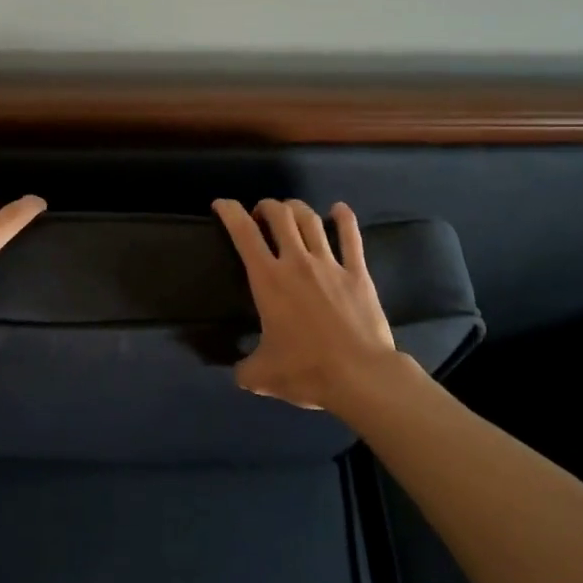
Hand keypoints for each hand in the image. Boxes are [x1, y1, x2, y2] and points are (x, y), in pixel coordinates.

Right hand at [213, 197, 399, 412]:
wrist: (361, 377)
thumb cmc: (307, 371)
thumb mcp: (263, 377)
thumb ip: (245, 370)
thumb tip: (240, 373)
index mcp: (268, 279)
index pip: (243, 233)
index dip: (229, 211)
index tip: (221, 204)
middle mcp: (296, 261)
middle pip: (279, 215)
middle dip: (266, 207)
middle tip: (260, 216)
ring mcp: (329, 264)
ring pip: (310, 219)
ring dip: (296, 208)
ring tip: (290, 211)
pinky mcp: (358, 273)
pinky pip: (351, 236)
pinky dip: (343, 218)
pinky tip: (339, 209)